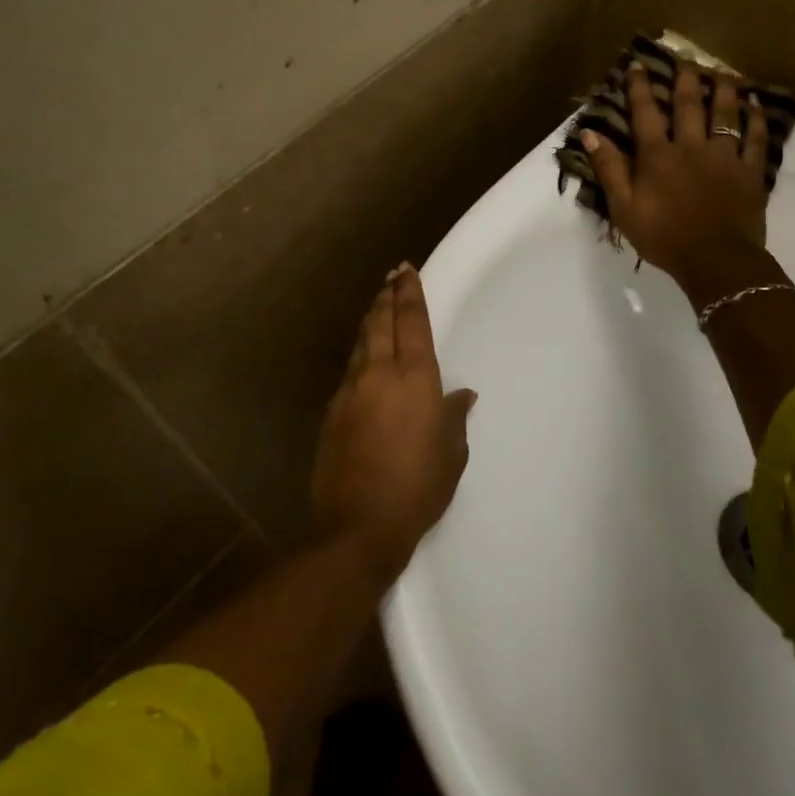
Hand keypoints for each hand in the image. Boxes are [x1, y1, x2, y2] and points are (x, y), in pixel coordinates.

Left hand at [309, 264, 475, 577]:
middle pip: (380, 321)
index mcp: (414, 378)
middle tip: (391, 276)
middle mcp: (379, 373)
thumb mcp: (451, 454)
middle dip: (387, 296)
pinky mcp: (332, 411)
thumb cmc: (418, 488)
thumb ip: (454, 418)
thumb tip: (461, 395)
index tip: (407, 270)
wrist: (358, 525)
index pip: (411, 322)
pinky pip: (350, 368)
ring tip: (378, 305)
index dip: (409, 292)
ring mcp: (350, 390)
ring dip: (371, 319)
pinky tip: (365, 356)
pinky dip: (360, 351)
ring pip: (361, 342)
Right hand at [581, 61, 775, 288]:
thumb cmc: (663, 236)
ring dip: (723, 90)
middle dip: (685, 78)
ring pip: (725, 114)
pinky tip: (756, 105)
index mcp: (657, 156)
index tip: (638, 65)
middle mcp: (691, 147)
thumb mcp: (623, 207)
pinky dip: (756, 119)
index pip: (645, 114)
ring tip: (722, 72)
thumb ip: (609, 169)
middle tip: (686, 57)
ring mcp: (725, 157)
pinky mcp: (750, 172)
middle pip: (689, 105)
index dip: (640, 88)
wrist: (715, 260)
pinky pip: (756, 139)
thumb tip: (590, 134)